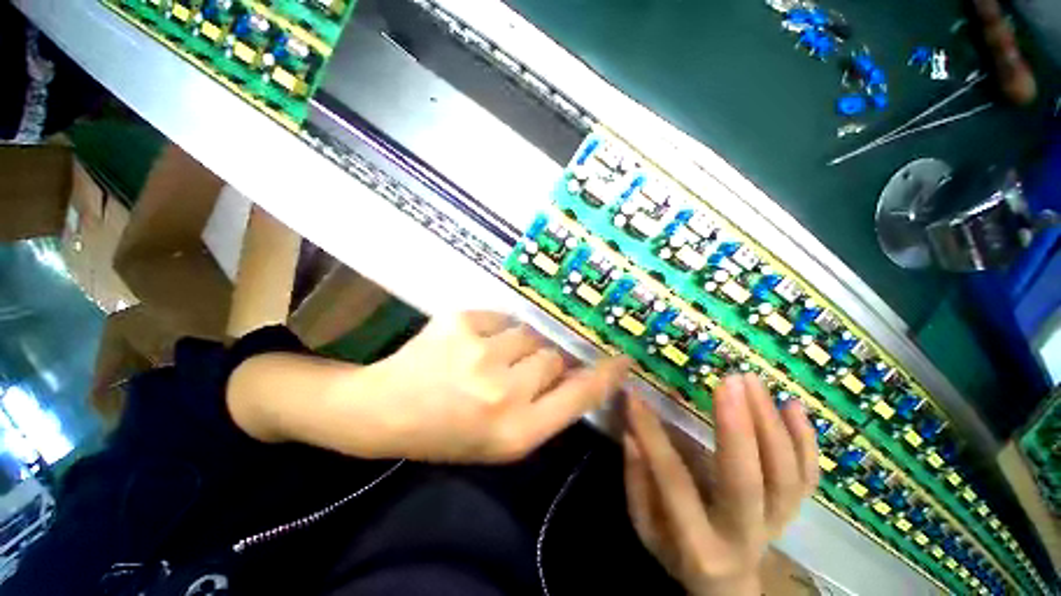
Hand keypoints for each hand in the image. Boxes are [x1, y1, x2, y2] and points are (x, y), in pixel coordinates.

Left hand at [281, 311, 630, 462]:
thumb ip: (546, 408)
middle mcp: (502, 392)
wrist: (386, 409)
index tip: (621, 359)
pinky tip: (467, 346)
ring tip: (485, 360)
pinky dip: (491, 330)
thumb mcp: (502, 440)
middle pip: (551, 356)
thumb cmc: (447, 433)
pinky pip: (498, 318)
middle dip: (540, 361)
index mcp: (515, 432)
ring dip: (515, 346)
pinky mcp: (459, 323)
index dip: (604, 375)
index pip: (578, 396)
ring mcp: (478, 353)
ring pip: (526, 334)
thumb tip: (576, 372)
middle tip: (514, 371)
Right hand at [622, 374, 818, 595]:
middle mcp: (744, 534)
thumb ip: (637, 483)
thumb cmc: (678, 553)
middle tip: (727, 382)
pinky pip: (808, 477)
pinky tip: (794, 405)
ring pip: (785, 476)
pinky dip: (806, 440)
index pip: (673, 480)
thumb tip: (632, 433)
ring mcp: (777, 522)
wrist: (728, 584)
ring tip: (751, 381)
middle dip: (739, 428)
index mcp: (699, 544)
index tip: (635, 396)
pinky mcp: (793, 510)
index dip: (652, 435)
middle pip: (747, 482)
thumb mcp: (646, 529)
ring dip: (771, 424)